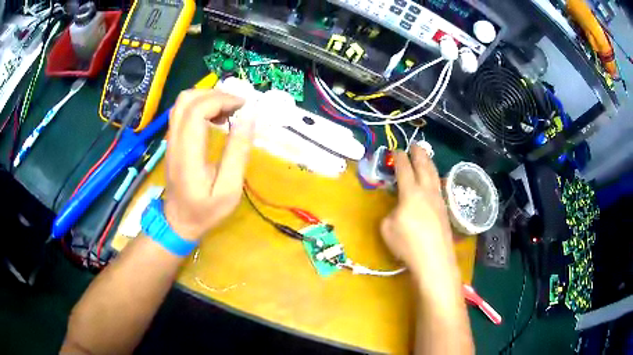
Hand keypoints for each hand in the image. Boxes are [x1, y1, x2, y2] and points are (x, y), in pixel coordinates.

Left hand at [163, 89, 253, 240]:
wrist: (178, 222)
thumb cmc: (205, 211)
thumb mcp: (229, 190)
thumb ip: (237, 153)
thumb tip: (248, 118)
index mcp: (188, 155)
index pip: (197, 111)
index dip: (221, 100)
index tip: (243, 107)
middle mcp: (174, 141)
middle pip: (186, 99)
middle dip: (215, 94)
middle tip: (236, 106)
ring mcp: (170, 140)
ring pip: (182, 102)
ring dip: (207, 98)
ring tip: (227, 111)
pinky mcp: (172, 140)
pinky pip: (182, 111)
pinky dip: (201, 106)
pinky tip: (215, 118)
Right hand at [381, 145, 458, 284]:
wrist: (434, 259)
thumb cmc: (408, 244)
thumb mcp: (387, 228)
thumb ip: (390, 213)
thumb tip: (398, 209)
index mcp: (411, 193)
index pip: (404, 169)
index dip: (399, 158)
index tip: (396, 150)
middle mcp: (427, 191)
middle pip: (424, 166)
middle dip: (419, 153)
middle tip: (415, 144)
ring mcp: (439, 200)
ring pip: (434, 175)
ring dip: (429, 163)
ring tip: (426, 157)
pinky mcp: (445, 210)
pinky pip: (439, 187)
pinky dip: (435, 177)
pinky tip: (434, 181)